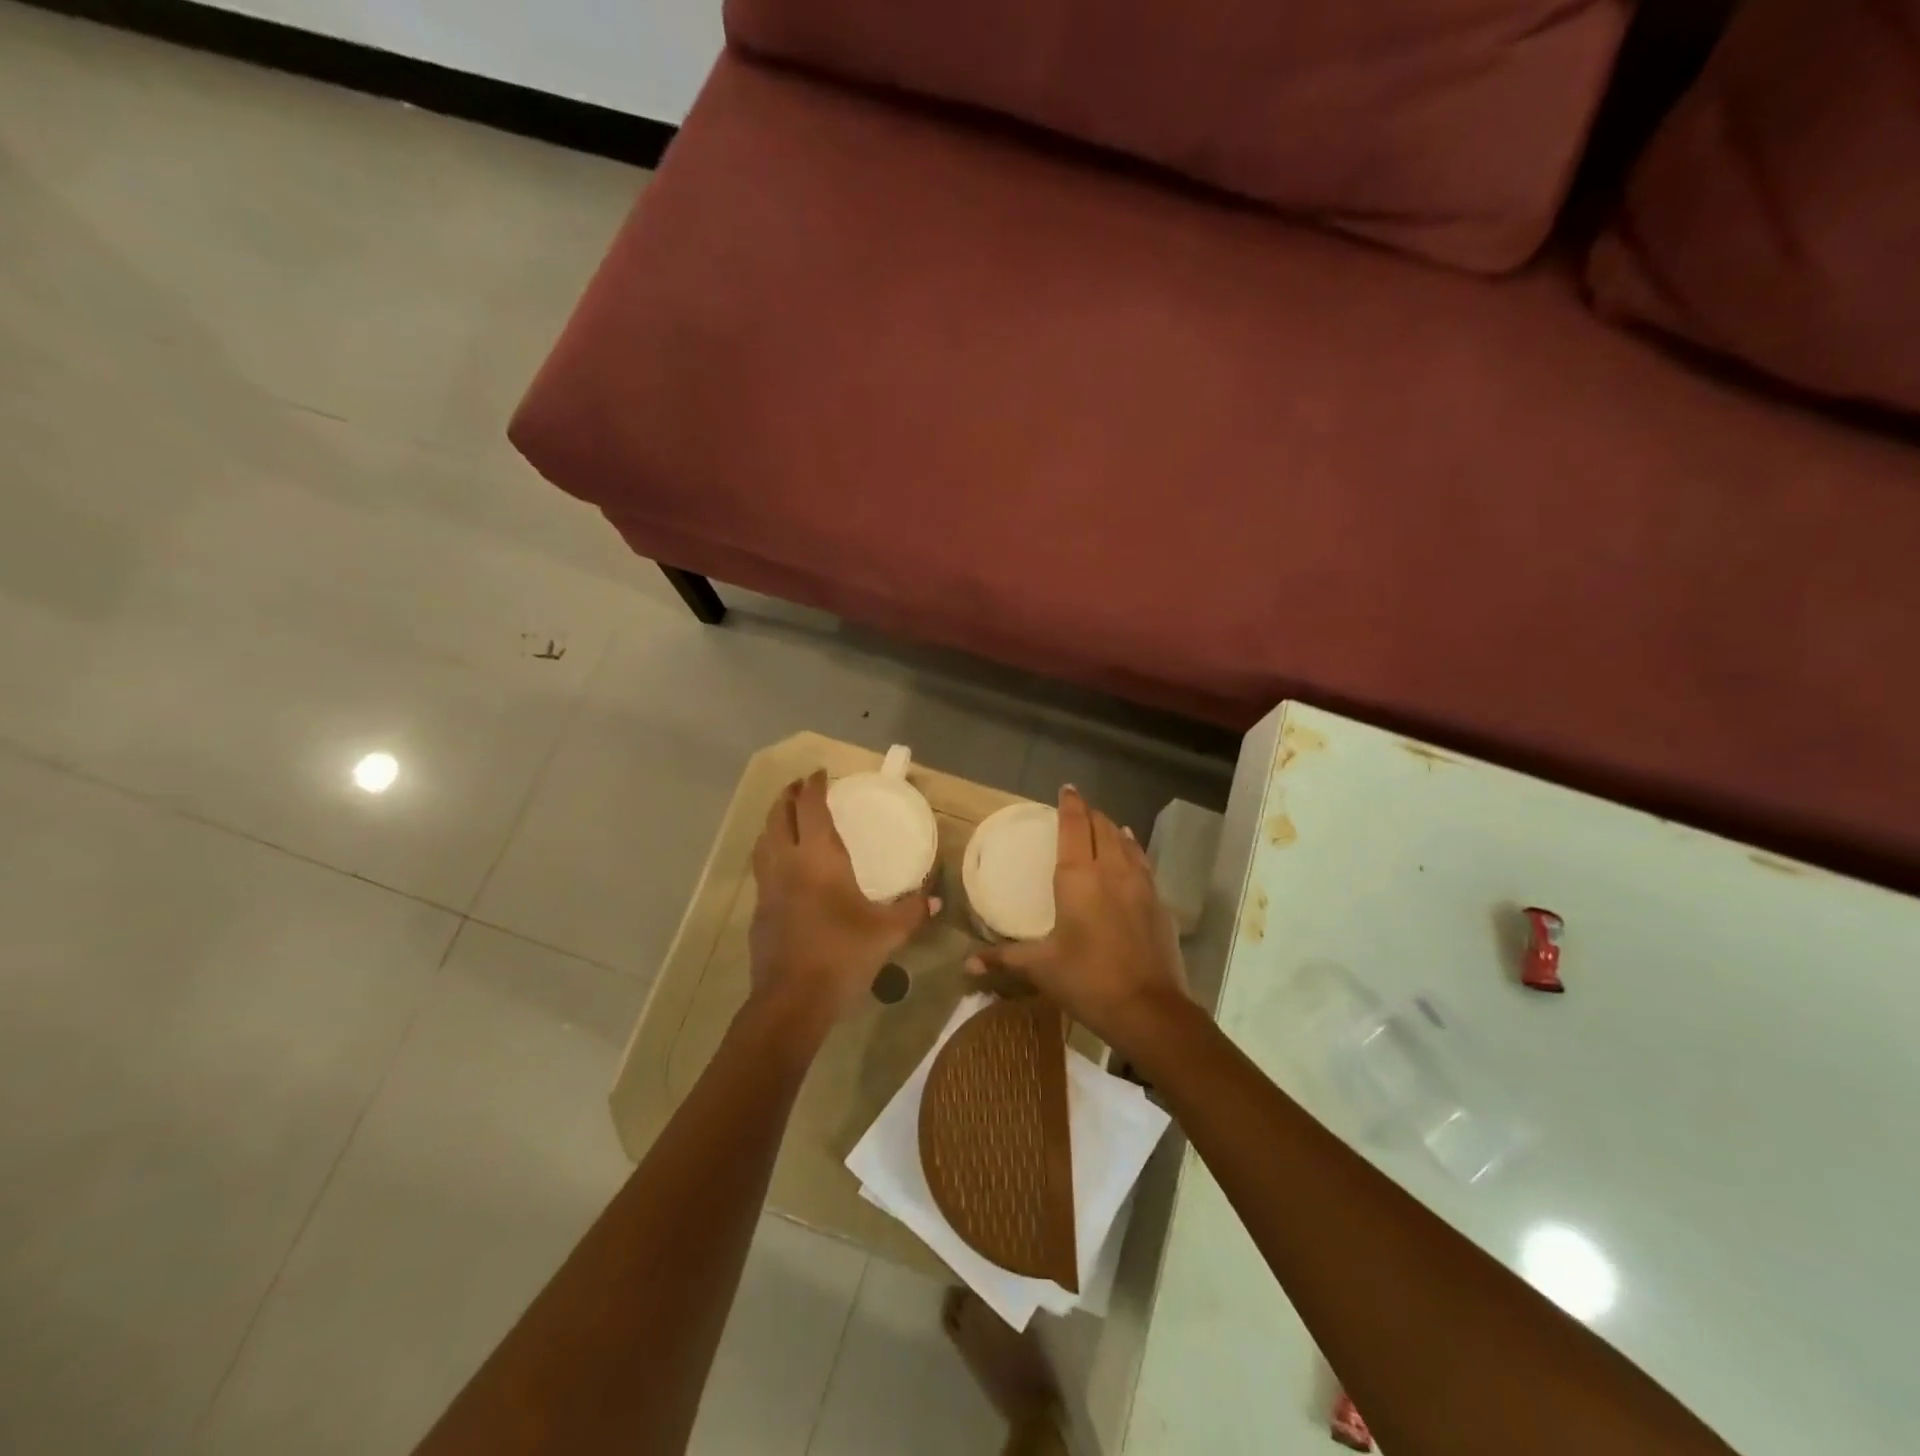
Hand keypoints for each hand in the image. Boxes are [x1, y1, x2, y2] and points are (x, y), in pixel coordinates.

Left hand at [747, 771, 937, 1040]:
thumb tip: (937, 900)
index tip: (820, 773)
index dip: (814, 787)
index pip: (811, 808)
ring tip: (784, 818)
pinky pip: (761, 869)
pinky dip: (769, 854)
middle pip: (779, 817)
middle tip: (799, 787)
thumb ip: (913, 911)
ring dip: (773, 822)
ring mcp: (768, 888)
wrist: (792, 1000)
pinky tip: (782, 868)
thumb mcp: (887, 932)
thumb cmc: (842, 954)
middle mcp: (788, 864)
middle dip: (788, 797)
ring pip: (763, 842)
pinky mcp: (759, 912)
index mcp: (819, 858)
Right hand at [967, 786, 1189, 1052]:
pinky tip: (1130, 851)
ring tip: (1103, 824)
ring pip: (1126, 841)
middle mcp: (1111, 870)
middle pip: (1102, 827)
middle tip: (1078, 809)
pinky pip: (1143, 862)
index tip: (1066, 788)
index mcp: (1078, 877)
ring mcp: (1140, 884)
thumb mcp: (1041, 968)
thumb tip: (967, 965)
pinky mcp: (1158, 902)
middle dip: (1090, 814)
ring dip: (1112, 828)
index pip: (1074, 826)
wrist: (1149, 1009)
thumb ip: (1003, 958)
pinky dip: (1132, 848)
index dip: (1070, 804)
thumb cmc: (1087, 980)